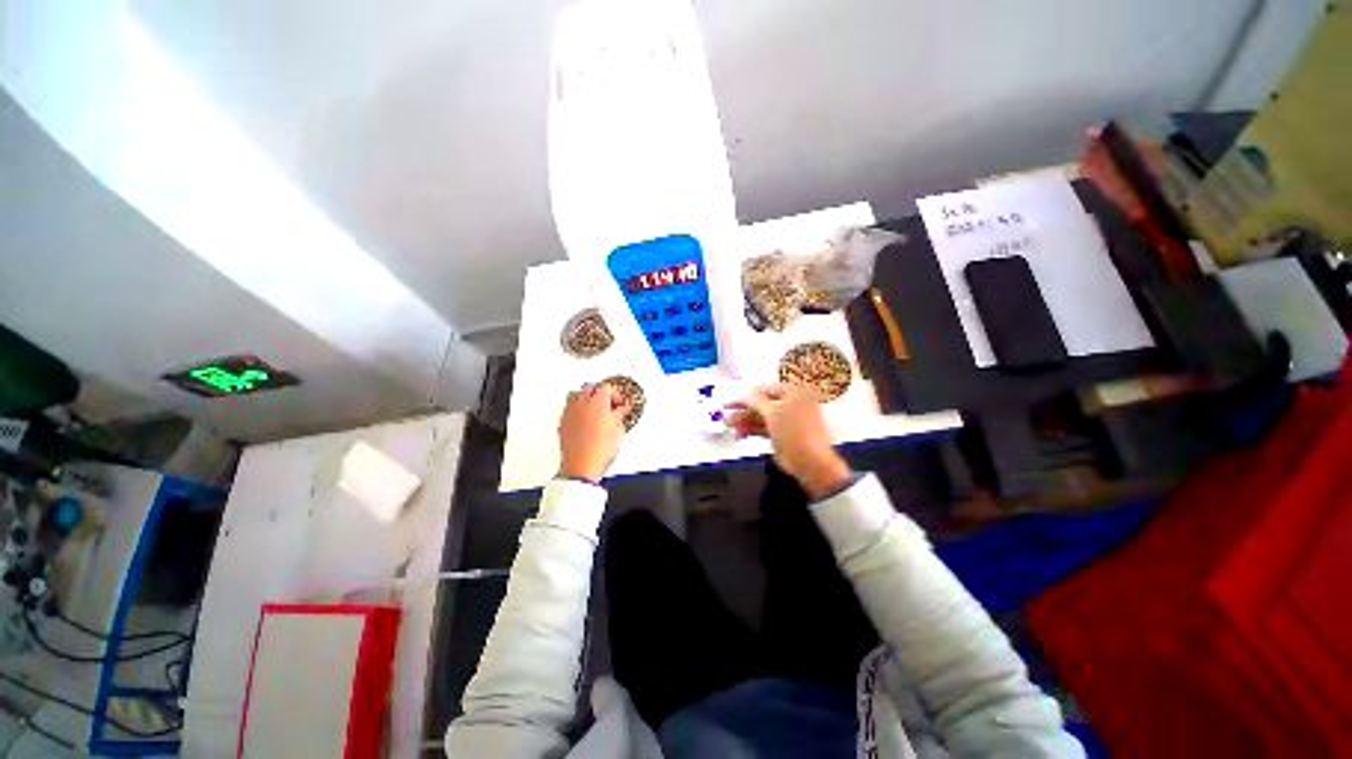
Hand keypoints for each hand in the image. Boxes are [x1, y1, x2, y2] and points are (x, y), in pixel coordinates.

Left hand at [558, 383, 630, 482]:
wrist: (582, 466)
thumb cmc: (599, 449)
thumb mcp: (618, 430)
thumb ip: (620, 415)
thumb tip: (622, 410)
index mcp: (598, 402)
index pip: (607, 387)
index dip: (616, 394)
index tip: (620, 403)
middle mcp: (582, 403)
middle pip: (590, 387)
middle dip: (600, 391)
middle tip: (609, 401)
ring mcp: (570, 412)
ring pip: (576, 394)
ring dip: (585, 396)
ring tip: (594, 406)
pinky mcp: (563, 422)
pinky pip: (568, 406)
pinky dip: (576, 407)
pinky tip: (583, 416)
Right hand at [727, 384, 852, 498]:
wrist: (810, 463)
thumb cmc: (796, 432)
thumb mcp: (772, 413)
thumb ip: (757, 401)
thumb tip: (748, 394)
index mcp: (795, 394)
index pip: (768, 389)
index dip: (751, 393)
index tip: (736, 397)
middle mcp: (793, 406)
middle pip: (763, 404)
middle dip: (744, 409)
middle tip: (728, 411)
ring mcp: (788, 422)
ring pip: (762, 418)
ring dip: (745, 420)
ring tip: (729, 424)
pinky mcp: (783, 436)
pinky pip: (765, 429)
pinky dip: (752, 430)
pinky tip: (740, 433)